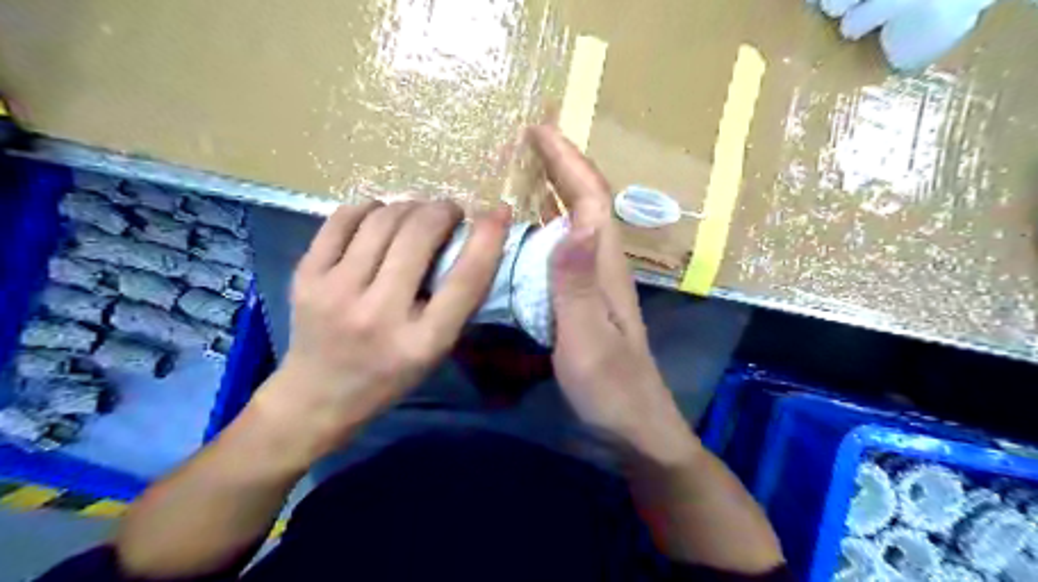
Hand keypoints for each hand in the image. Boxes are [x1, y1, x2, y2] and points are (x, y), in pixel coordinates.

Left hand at [253, 199, 509, 458]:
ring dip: (409, 206)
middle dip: (442, 211)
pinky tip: (378, 215)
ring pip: (381, 219)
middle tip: (450, 212)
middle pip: (419, 236)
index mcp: (422, 342)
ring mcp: (335, 293)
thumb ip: (456, 302)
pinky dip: (369, 208)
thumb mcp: (435, 350)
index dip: (488, 239)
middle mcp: (378, 315)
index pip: (465, 280)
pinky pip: (342, 219)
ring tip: (417, 213)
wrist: (317, 395)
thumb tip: (473, 239)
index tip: (499, 212)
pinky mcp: (305, 277)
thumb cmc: (389, 375)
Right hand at [528, 127, 695, 463]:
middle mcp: (603, 267)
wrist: (634, 427)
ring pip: (577, 224)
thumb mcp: (587, 339)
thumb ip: (576, 284)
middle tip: (530, 142)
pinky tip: (532, 230)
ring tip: (526, 172)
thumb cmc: (610, 388)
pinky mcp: (585, 301)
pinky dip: (550, 227)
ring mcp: (595, 285)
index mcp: (605, 268)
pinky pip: (566, 250)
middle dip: (562, 167)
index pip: (591, 200)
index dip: (569, 162)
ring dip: (557, 192)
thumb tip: (572, 220)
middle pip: (587, 204)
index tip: (541, 130)